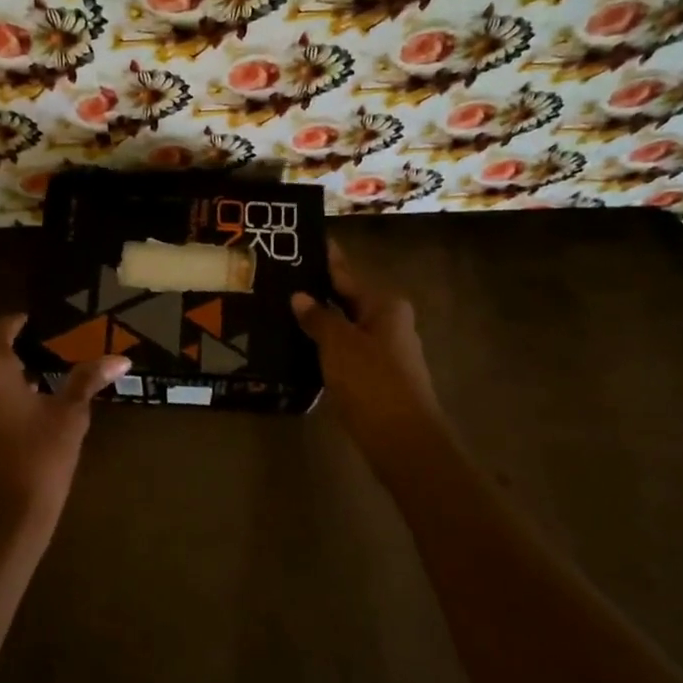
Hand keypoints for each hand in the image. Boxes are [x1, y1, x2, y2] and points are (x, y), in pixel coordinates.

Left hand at [0, 314, 128, 549]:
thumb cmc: (36, 460)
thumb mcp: (68, 416)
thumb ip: (87, 379)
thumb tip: (121, 359)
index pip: (3, 328)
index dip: (25, 324)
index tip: (49, 326)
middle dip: (21, 353)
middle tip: (56, 356)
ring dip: (7, 377)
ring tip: (45, 382)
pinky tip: (24, 410)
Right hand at [292, 242, 445, 460]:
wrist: (403, 441)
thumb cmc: (372, 382)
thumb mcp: (338, 344)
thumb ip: (318, 317)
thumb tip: (300, 296)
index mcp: (385, 305)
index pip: (346, 274)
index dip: (325, 259)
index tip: (303, 242)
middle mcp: (389, 322)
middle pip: (347, 300)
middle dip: (317, 292)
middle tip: (279, 279)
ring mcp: (385, 351)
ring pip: (345, 328)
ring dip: (319, 322)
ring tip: (281, 311)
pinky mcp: (377, 377)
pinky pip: (346, 352)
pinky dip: (325, 347)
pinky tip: (299, 348)